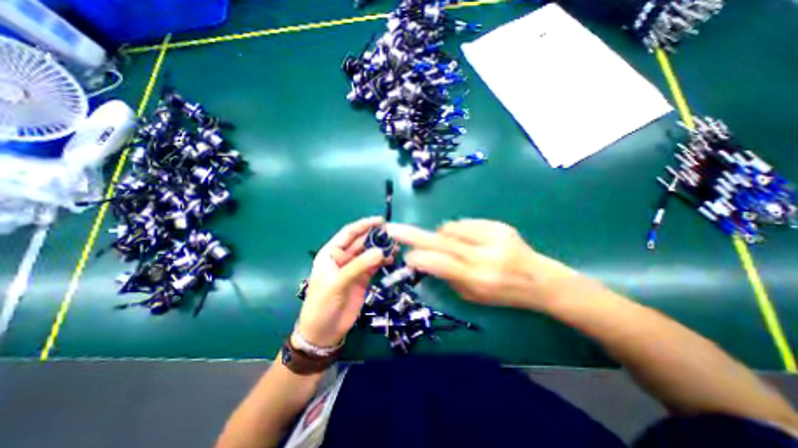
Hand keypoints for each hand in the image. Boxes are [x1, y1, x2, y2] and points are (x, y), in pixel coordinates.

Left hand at [296, 218, 390, 345]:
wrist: (324, 331)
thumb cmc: (323, 304)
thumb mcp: (337, 282)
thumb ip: (359, 266)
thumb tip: (381, 251)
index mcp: (331, 253)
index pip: (348, 233)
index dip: (364, 225)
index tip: (380, 221)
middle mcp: (343, 258)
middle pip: (361, 242)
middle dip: (376, 237)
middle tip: (393, 234)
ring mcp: (354, 268)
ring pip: (369, 253)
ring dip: (381, 249)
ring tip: (395, 247)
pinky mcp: (363, 279)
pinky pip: (374, 265)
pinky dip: (383, 261)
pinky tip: (391, 259)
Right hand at [386, 218, 576, 309]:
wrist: (539, 279)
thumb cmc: (503, 295)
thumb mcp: (472, 296)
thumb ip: (447, 277)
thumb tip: (425, 259)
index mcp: (477, 279)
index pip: (439, 264)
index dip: (419, 258)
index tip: (404, 254)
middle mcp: (484, 256)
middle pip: (440, 241)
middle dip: (413, 235)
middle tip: (393, 228)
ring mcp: (492, 237)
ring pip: (450, 228)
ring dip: (441, 235)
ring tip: (450, 244)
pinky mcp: (498, 225)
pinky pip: (464, 223)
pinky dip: (456, 230)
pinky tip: (465, 239)